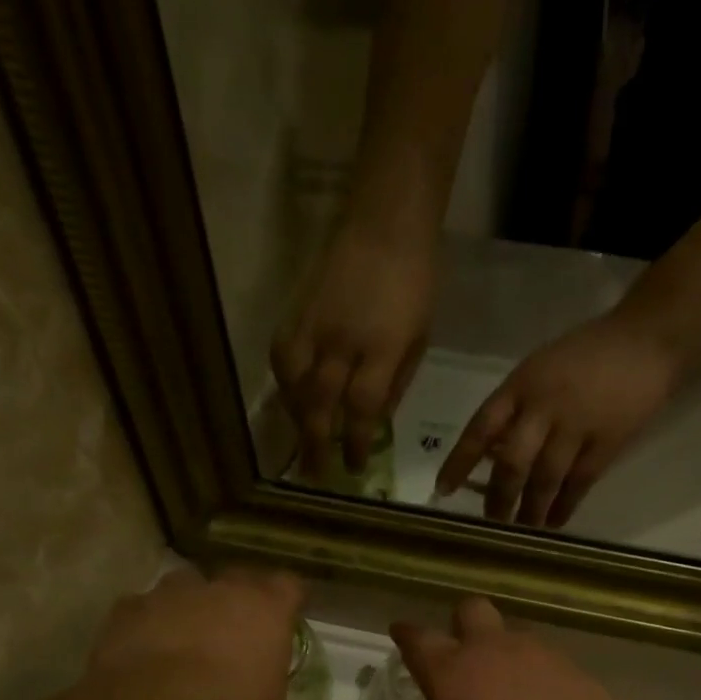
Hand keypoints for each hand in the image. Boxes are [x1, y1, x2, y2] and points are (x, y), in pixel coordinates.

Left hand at [66, 569, 305, 699]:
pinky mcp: (127, 610)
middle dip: (236, 601)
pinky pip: (143, 609)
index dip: (284, 602)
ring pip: (186, 588)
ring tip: (183, 642)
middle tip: (232, 634)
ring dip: (189, 608)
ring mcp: (170, 594)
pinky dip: (147, 625)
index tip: (282, 621)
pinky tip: (142, 654)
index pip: (288, 586)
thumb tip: (257, 681)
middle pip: (236, 579)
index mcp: (266, 609)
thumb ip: (266, 680)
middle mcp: (221, 589)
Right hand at [272, 227, 437, 475]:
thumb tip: (375, 420)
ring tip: (302, 440)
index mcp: (382, 349)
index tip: (354, 467)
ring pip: (293, 383)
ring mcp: (314, 325)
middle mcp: (342, 342)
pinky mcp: (295, 311)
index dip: (356, 443)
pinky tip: (290, 399)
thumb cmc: (416, 282)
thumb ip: (396, 381)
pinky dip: (283, 384)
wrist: (385, 225)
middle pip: (320, 403)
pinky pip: (281, 357)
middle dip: (316, 444)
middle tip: (314, 474)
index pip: (362, 408)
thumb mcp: (420, 338)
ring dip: (296, 418)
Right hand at [392, 598, 642, 699]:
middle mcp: (492, 650)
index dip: (406, 634)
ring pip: (512, 634)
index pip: (418, 639)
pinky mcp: (574, 668)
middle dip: (460, 623)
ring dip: (503, 652)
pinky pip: (546, 660)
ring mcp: (538, 654)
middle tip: (461, 654)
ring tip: (506, 688)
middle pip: (470, 610)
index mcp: (451, 673)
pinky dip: (538, 675)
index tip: (400, 633)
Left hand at [435, 310, 687, 527]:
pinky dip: (565, 506)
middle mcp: (543, 407)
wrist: (646, 340)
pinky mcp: (608, 441)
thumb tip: (491, 454)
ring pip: (545, 478)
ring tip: (522, 529)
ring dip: (531, 509)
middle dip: (499, 497)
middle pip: (512, 462)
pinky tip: (554, 522)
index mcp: (520, 385)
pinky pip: (580, 482)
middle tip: (492, 522)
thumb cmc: (586, 353)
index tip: (444, 490)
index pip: (480, 428)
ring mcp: (577, 425)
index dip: (460, 462)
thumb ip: (515, 407)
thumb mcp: (538, 368)